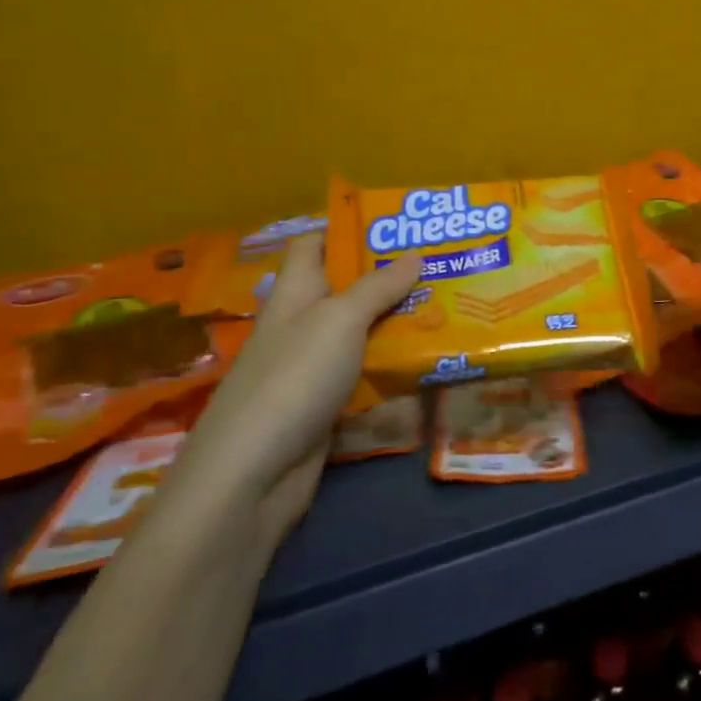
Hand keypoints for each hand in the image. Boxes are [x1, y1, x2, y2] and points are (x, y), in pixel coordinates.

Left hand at [170, 235, 422, 530]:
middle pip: (345, 289)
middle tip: (441, 265)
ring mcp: (312, 368)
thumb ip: (379, 286)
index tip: (395, 225)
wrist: (253, 475)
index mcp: (295, 292)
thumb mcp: (340, 319)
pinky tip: (427, 361)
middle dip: (389, 277)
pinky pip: (365, 374)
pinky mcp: (326, 405)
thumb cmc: (294, 377)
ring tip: (447, 307)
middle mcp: (302, 324)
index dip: (347, 228)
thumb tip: (415, 254)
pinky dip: (392, 366)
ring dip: (397, 323)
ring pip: (361, 334)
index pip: (314, 244)